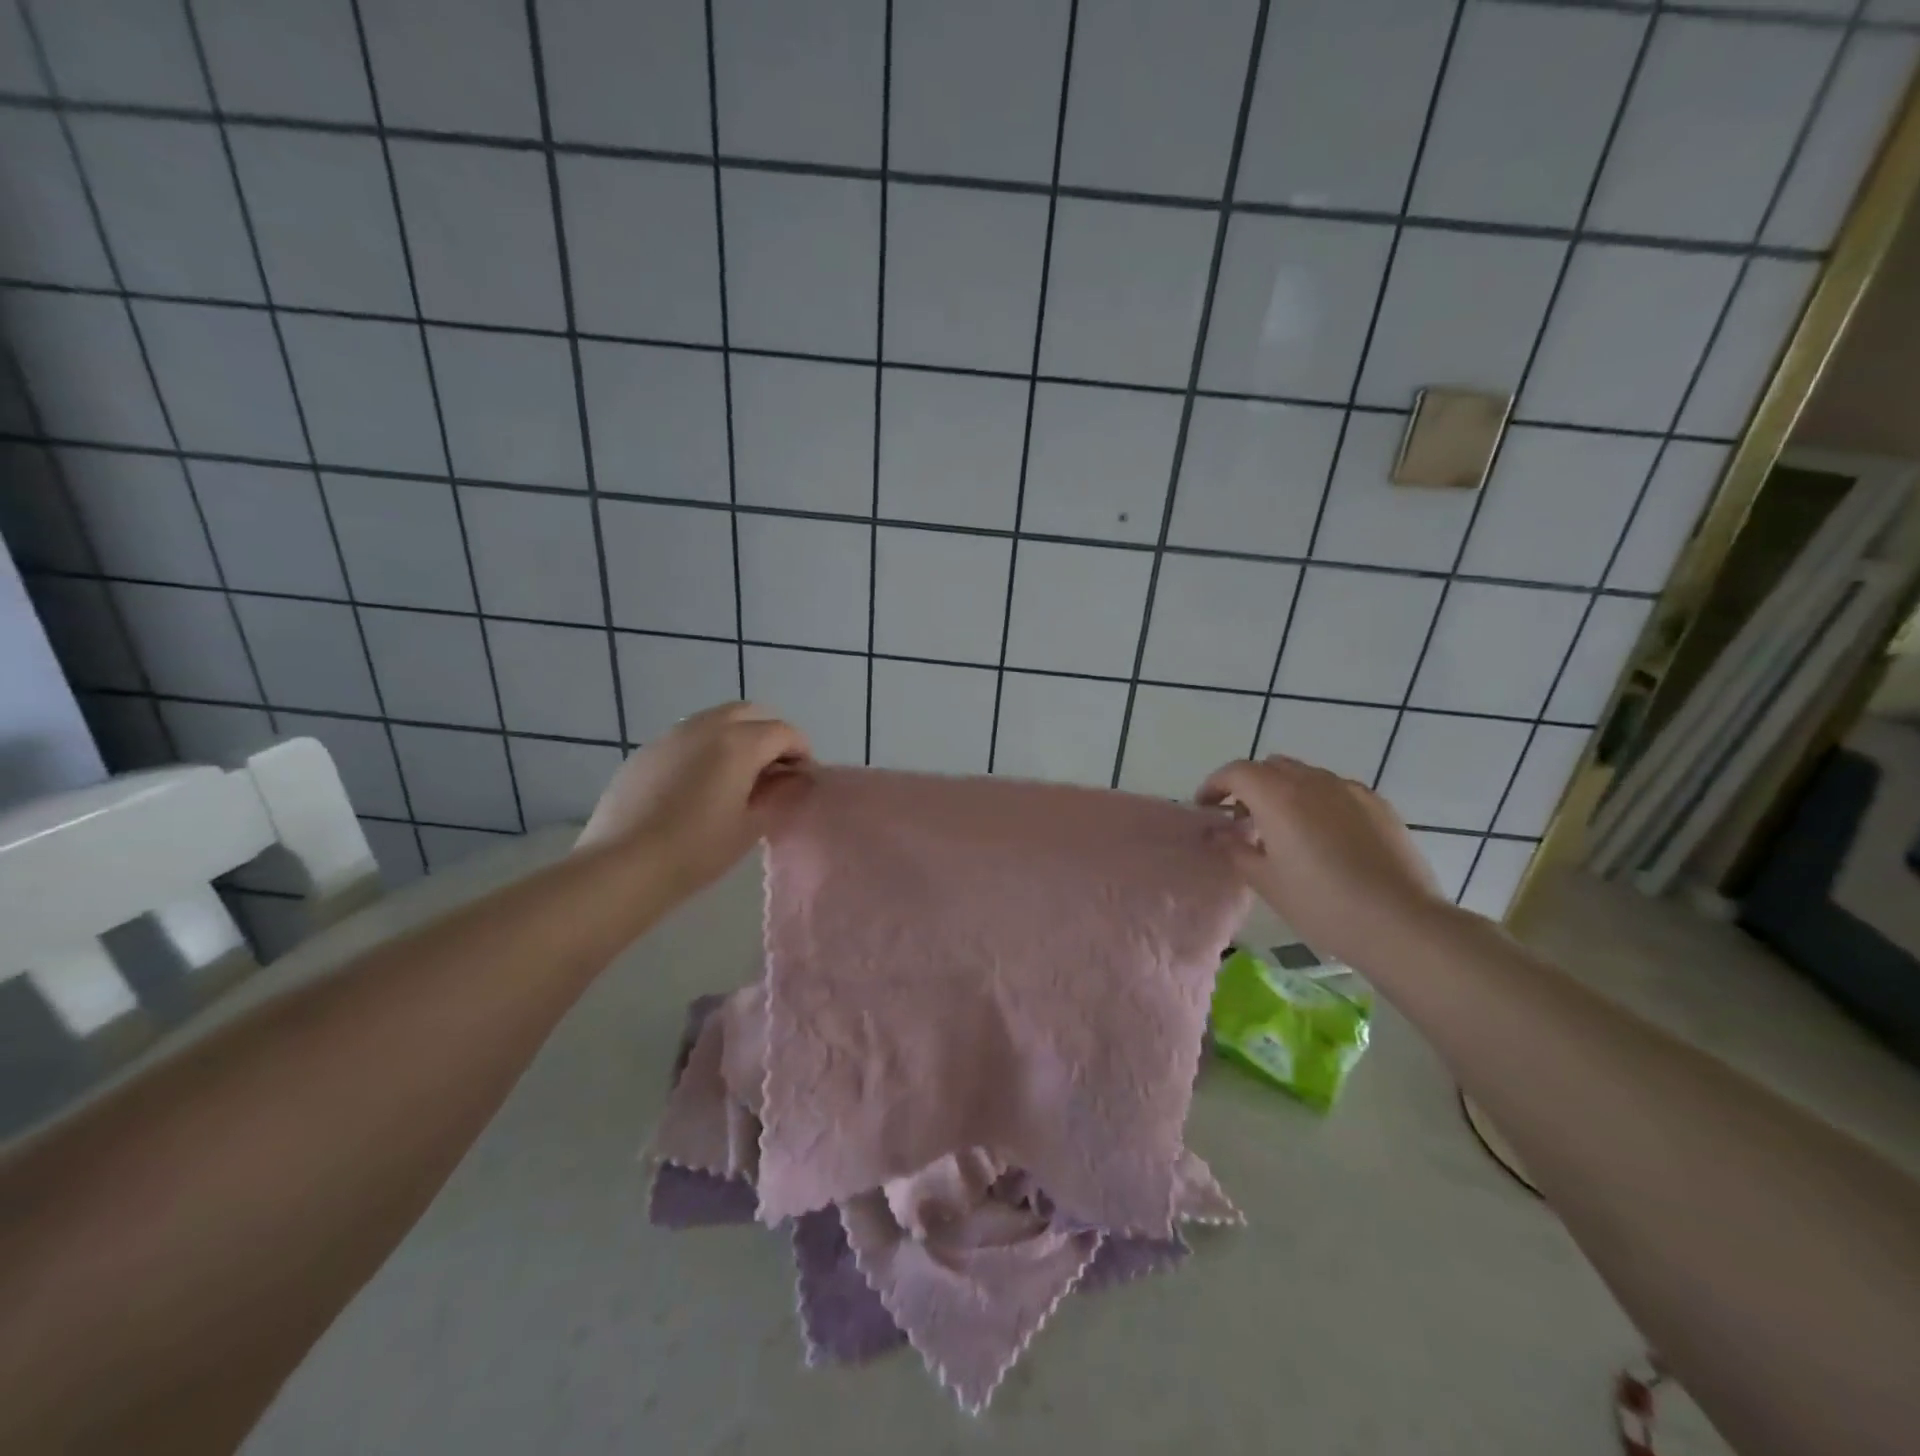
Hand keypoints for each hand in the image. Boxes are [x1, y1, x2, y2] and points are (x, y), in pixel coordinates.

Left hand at [577, 702, 810, 893]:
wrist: (623, 867)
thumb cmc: (697, 850)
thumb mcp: (751, 826)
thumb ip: (781, 794)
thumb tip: (797, 778)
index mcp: (738, 743)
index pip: (784, 732)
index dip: (801, 751)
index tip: (804, 777)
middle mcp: (706, 727)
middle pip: (751, 713)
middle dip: (770, 734)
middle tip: (775, 770)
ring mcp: (672, 735)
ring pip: (717, 719)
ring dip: (738, 736)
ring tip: (739, 776)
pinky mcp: (647, 751)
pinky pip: (689, 736)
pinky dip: (708, 747)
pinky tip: (701, 784)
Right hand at [1197, 755, 1447, 964]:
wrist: (1401, 923)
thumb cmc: (1321, 904)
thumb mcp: (1266, 881)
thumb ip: (1235, 849)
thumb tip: (1217, 833)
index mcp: (1278, 796)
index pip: (1236, 772)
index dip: (1215, 785)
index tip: (1206, 807)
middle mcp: (1312, 781)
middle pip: (1271, 767)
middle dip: (1250, 786)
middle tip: (1243, 820)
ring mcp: (1349, 790)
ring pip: (1305, 775)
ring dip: (1284, 791)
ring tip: (1285, 828)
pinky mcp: (1378, 804)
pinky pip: (1336, 790)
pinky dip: (1318, 801)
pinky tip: (1324, 836)